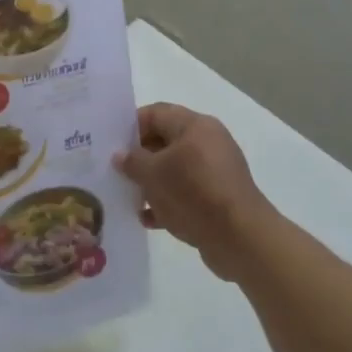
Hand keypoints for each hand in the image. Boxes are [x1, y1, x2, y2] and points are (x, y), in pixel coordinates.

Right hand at [114, 103, 281, 280]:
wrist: (240, 238)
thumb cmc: (194, 193)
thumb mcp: (154, 175)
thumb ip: (133, 161)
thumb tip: (119, 155)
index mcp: (195, 126)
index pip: (156, 113)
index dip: (131, 126)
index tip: (111, 144)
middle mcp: (207, 142)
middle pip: (165, 141)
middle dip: (139, 157)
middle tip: (115, 172)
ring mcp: (215, 171)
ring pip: (174, 170)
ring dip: (151, 182)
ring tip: (128, 197)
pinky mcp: (218, 198)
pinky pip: (186, 193)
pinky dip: (167, 202)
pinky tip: (147, 219)